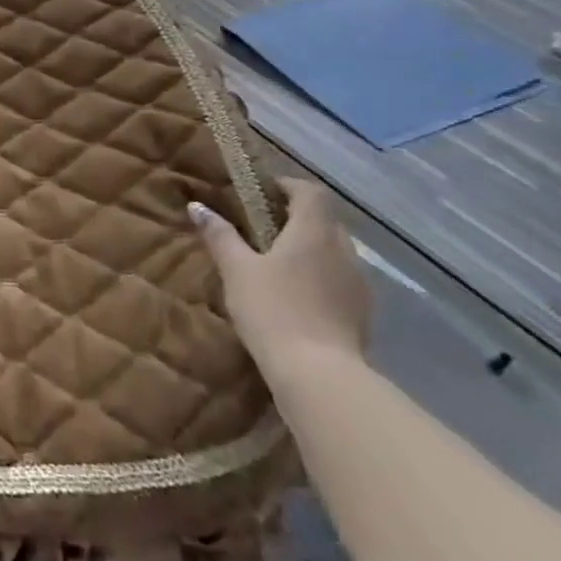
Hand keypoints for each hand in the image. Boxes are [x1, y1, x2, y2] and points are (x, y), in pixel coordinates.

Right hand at [189, 179, 369, 368]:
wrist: (319, 374)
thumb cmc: (273, 310)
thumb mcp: (236, 270)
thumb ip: (220, 235)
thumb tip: (197, 207)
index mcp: (313, 233)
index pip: (310, 192)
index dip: (288, 186)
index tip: (263, 191)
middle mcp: (343, 251)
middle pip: (325, 220)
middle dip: (297, 217)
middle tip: (263, 227)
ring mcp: (358, 283)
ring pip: (335, 250)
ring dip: (310, 248)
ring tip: (277, 263)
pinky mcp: (362, 312)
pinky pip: (340, 278)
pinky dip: (320, 275)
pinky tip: (297, 295)